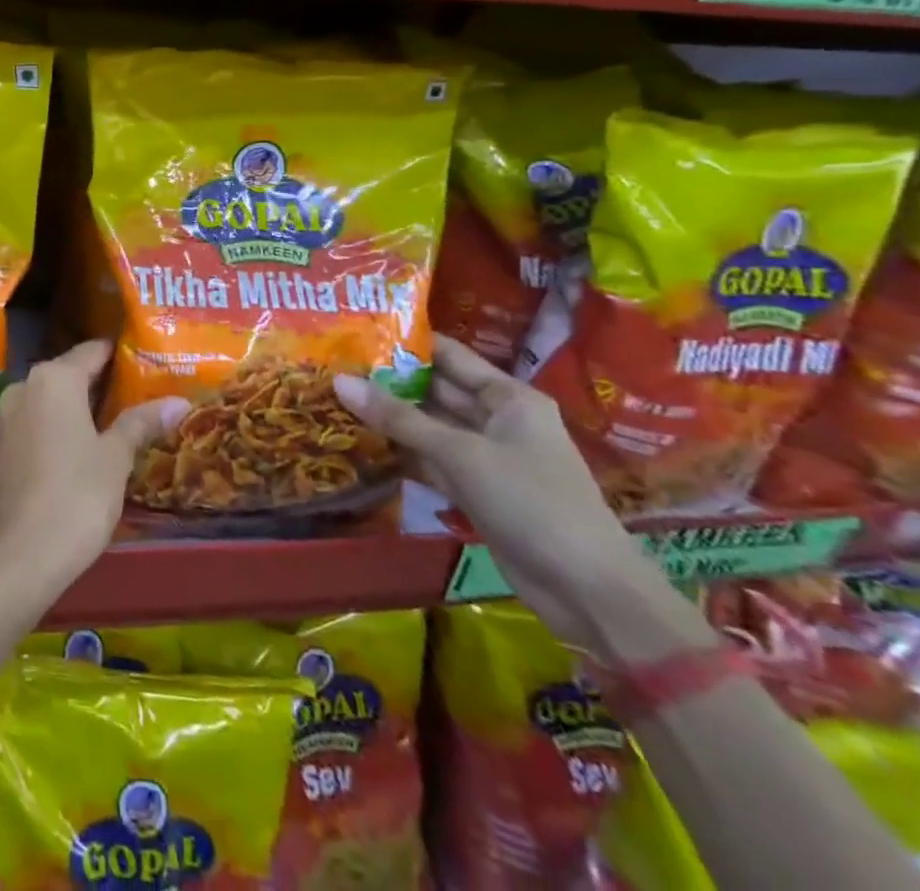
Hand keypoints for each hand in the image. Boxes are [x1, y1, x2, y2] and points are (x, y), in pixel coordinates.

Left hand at [0, 340, 187, 582]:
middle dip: (98, 381)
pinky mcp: (1, 443)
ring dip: (76, 404)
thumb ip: (141, 422)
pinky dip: (56, 423)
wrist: (26, 551)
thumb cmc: (79, 493)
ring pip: (49, 397)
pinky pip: (35, 419)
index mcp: (54, 378)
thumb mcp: (116, 456)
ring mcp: (7, 414)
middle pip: (67, 372)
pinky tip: (80, 442)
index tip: (143, 358)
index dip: (117, 354)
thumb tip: (178, 402)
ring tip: (113, 417)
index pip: (91, 351)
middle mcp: (25, 385)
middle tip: (135, 390)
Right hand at [334, 337, 650, 647]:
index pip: (450, 355)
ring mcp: (487, 456)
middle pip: (436, 390)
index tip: (357, 331)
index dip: (406, 343)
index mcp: (509, 397)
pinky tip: (360, 443)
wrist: (586, 589)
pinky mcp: (477, 490)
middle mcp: (498, 419)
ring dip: (390, 418)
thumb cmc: (531, 501)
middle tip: (334, 366)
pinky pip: (431, 460)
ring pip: (430, 427)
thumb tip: (339, 381)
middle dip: (389, 381)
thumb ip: (398, 417)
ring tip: (335, 398)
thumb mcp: (460, 453)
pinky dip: (402, 453)